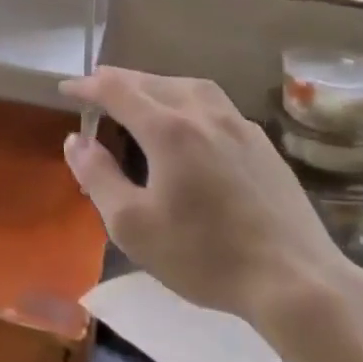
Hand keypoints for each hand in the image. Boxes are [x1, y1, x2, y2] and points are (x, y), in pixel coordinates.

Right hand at [60, 67, 357, 335]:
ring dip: (155, 85)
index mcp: (168, 128)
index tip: (65, 89)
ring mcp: (238, 124)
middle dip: (118, 82)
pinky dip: (186, 100)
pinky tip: (188, 124)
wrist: (297, 281)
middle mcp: (203, 112)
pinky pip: (213, 104)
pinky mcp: (261, 143)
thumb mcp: (133, 225)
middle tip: (95, 90)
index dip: (87, 86)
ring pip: (187, 86)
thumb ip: (97, 176)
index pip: (116, 90)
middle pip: (151, 81)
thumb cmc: (205, 255)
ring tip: (140, 98)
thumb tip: (75, 141)